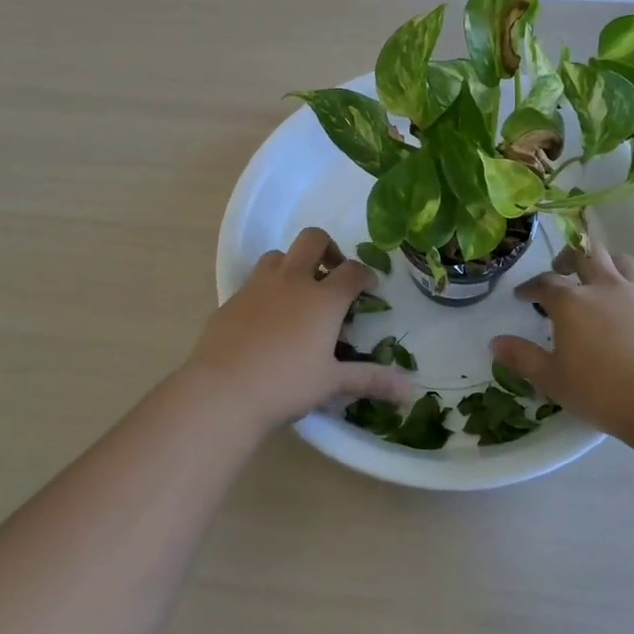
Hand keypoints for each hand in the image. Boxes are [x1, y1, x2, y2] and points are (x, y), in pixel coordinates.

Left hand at [184, 228, 414, 431]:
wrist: (223, 390)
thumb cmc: (286, 385)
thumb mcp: (332, 383)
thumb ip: (371, 380)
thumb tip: (410, 393)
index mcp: (323, 299)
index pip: (353, 271)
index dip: (365, 275)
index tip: (369, 288)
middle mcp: (293, 281)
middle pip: (313, 239)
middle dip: (328, 248)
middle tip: (333, 274)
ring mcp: (258, 286)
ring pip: (279, 255)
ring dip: (294, 264)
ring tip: (298, 292)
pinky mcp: (232, 298)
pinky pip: (255, 280)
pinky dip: (268, 287)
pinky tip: (268, 316)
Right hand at [490, 230, 633, 438]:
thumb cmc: (603, 392)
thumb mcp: (553, 380)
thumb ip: (522, 358)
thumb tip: (495, 342)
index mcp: (572, 302)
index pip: (545, 282)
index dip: (531, 287)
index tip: (522, 296)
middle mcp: (605, 287)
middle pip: (584, 254)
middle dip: (567, 258)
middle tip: (560, 270)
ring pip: (620, 260)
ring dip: (605, 262)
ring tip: (599, 278)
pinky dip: (633, 289)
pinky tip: (633, 311)